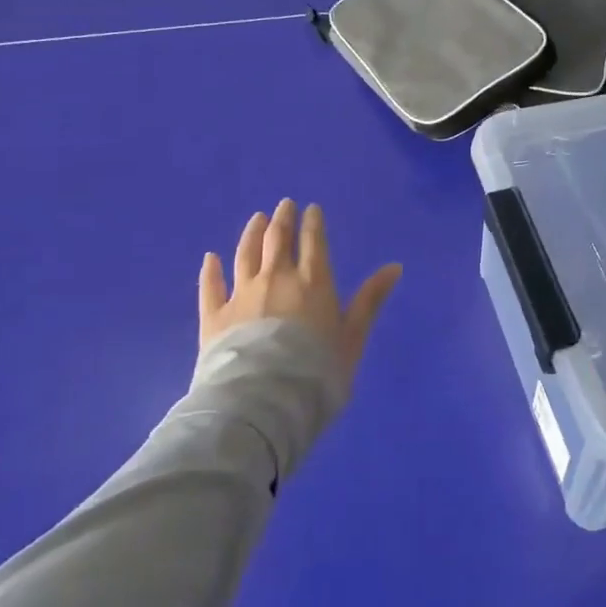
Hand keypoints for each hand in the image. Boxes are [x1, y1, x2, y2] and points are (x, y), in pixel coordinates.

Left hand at [200, 199, 402, 382]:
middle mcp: (276, 279)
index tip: (311, 208)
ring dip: (252, 234)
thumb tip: (395, 266)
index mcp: (313, 283)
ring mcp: (242, 295)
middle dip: (282, 220)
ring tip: (257, 218)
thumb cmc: (317, 371)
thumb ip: (370, 300)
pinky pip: (211, 286)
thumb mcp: (353, 337)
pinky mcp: (214, 316)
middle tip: (283, 205)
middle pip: (278, 241)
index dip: (312, 223)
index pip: (314, 243)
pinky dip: (211, 270)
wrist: (264, 401)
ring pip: (245, 254)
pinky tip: (210, 258)